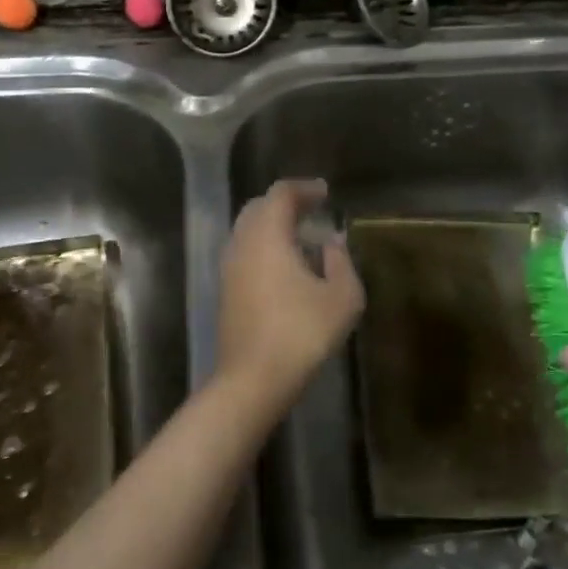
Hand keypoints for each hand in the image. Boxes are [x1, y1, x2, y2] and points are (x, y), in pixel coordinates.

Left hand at [216, 179, 364, 412]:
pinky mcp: (225, 292)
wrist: (253, 379)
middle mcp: (242, 244)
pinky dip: (264, 248)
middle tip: (312, 211)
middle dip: (285, 204)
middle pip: (258, 208)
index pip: (280, 194)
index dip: (304, 189)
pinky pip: (244, 254)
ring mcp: (229, 269)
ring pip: (247, 232)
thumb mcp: (342, 297)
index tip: (325, 193)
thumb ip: (341, 262)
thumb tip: (333, 242)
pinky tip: (285, 268)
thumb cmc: (302, 333)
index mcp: (267, 236)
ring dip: (273, 227)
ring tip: (302, 238)